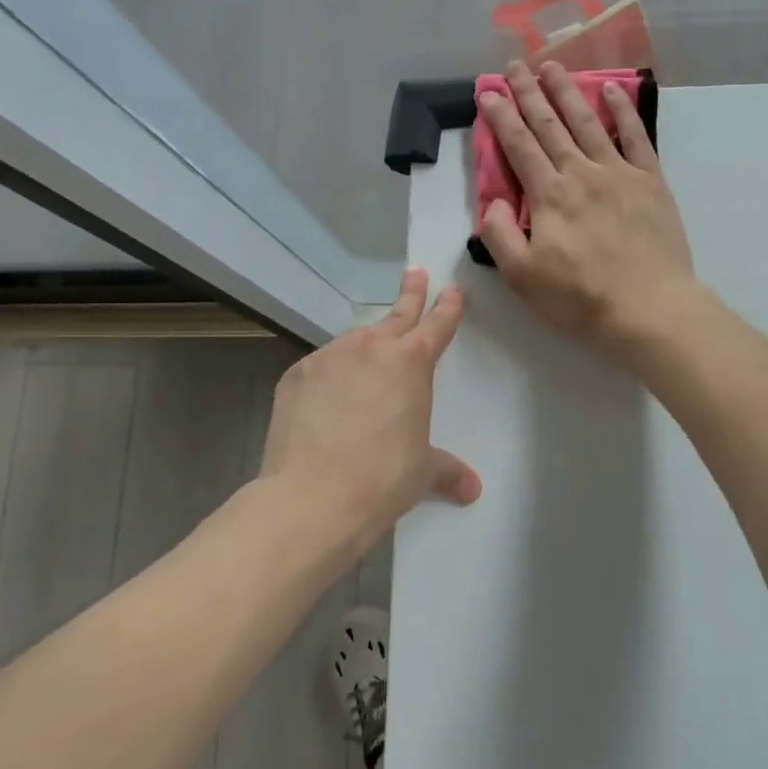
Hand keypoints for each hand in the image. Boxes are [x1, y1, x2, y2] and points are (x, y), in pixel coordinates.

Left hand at [260, 268, 480, 555]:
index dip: (447, 308)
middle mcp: (371, 349)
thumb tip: (472, 489)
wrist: (313, 496)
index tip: (451, 291)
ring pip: (354, 342)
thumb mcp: (422, 471)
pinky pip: (321, 367)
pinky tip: (328, 400)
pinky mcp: (295, 375)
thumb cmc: (383, 478)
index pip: (436, 326)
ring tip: (367, 363)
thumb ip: (447, 470)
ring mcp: (328, 358)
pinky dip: (330, 376)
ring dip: (366, 345)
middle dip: (410, 293)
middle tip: (415, 273)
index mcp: (411, 363)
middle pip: (396, 315)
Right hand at [478, 61, 697, 356]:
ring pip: (588, 123)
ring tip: (552, 66)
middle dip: (529, 93)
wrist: (649, 308)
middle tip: (515, 65)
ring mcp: (619, 174)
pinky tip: (613, 90)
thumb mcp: (522, 277)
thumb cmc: (581, 298)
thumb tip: (492, 200)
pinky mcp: (651, 182)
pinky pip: (635, 137)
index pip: (519, 146)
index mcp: (549, 196)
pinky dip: (623, 112)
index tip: (487, 90)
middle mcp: (581, 173)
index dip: (500, 116)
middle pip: (550, 125)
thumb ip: (498, 235)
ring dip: (568, 92)